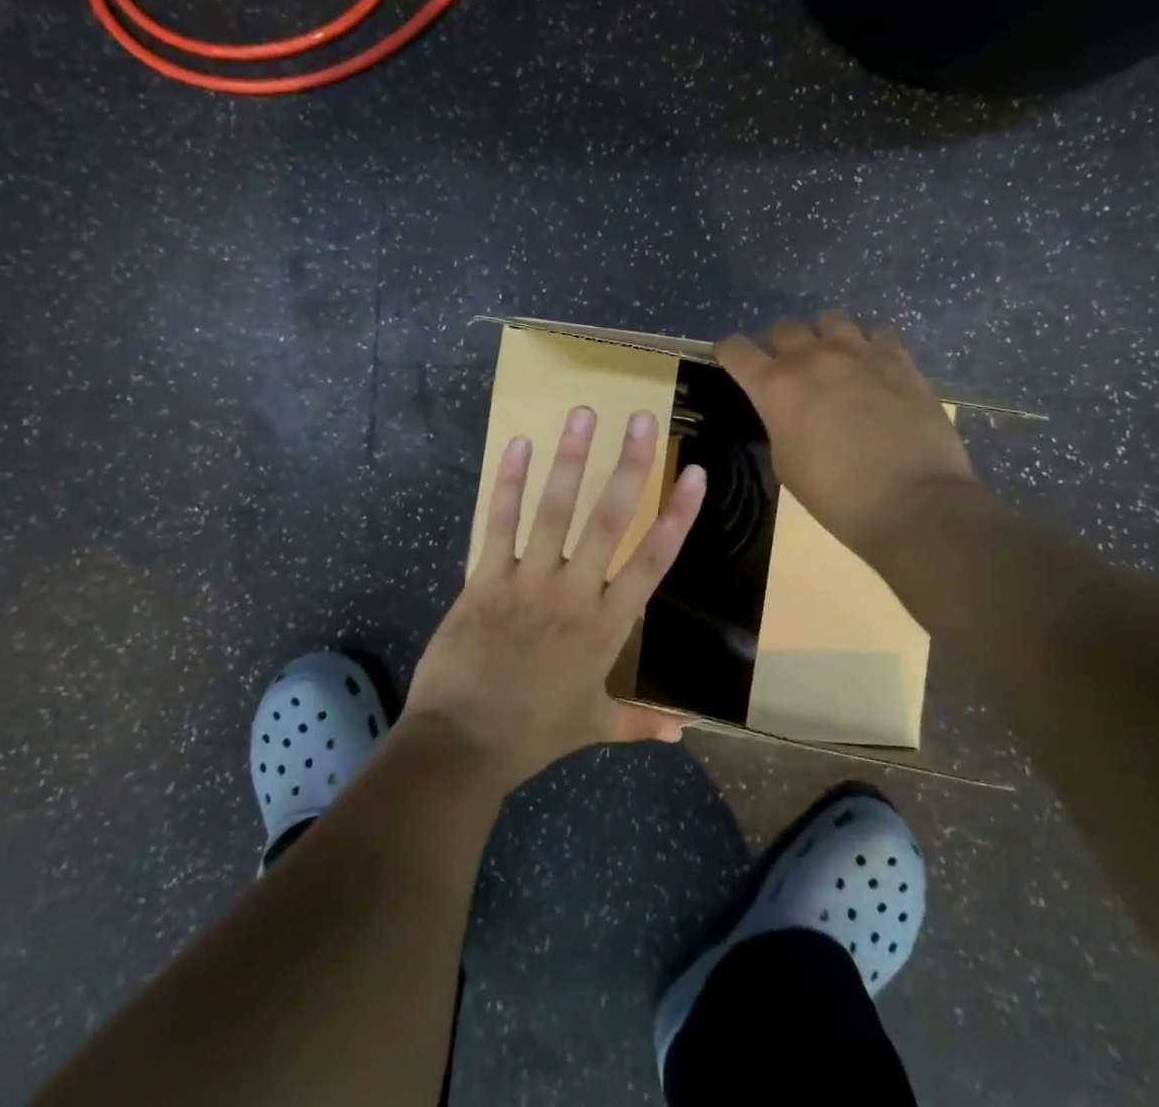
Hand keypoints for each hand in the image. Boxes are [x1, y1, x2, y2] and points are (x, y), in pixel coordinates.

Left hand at [402, 406, 706, 794]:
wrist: (463, 745)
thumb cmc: (532, 734)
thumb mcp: (591, 726)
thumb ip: (638, 723)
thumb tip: (681, 733)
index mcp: (608, 625)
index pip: (653, 560)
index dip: (677, 514)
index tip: (695, 473)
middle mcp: (575, 592)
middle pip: (609, 519)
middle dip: (630, 466)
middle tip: (644, 419)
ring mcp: (529, 581)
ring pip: (554, 509)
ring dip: (571, 459)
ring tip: (584, 414)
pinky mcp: (486, 578)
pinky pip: (499, 523)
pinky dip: (508, 482)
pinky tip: (518, 444)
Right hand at [716, 311, 977, 561]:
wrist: (912, 502)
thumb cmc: (836, 496)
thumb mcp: (786, 464)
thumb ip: (781, 423)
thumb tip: (790, 411)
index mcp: (775, 387)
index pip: (736, 350)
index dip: (729, 353)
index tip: (732, 360)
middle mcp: (812, 358)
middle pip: (784, 328)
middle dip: (779, 346)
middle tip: (789, 370)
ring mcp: (859, 353)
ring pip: (831, 320)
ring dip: (824, 338)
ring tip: (834, 361)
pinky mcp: (899, 359)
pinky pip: (878, 333)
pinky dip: (870, 346)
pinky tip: (875, 367)